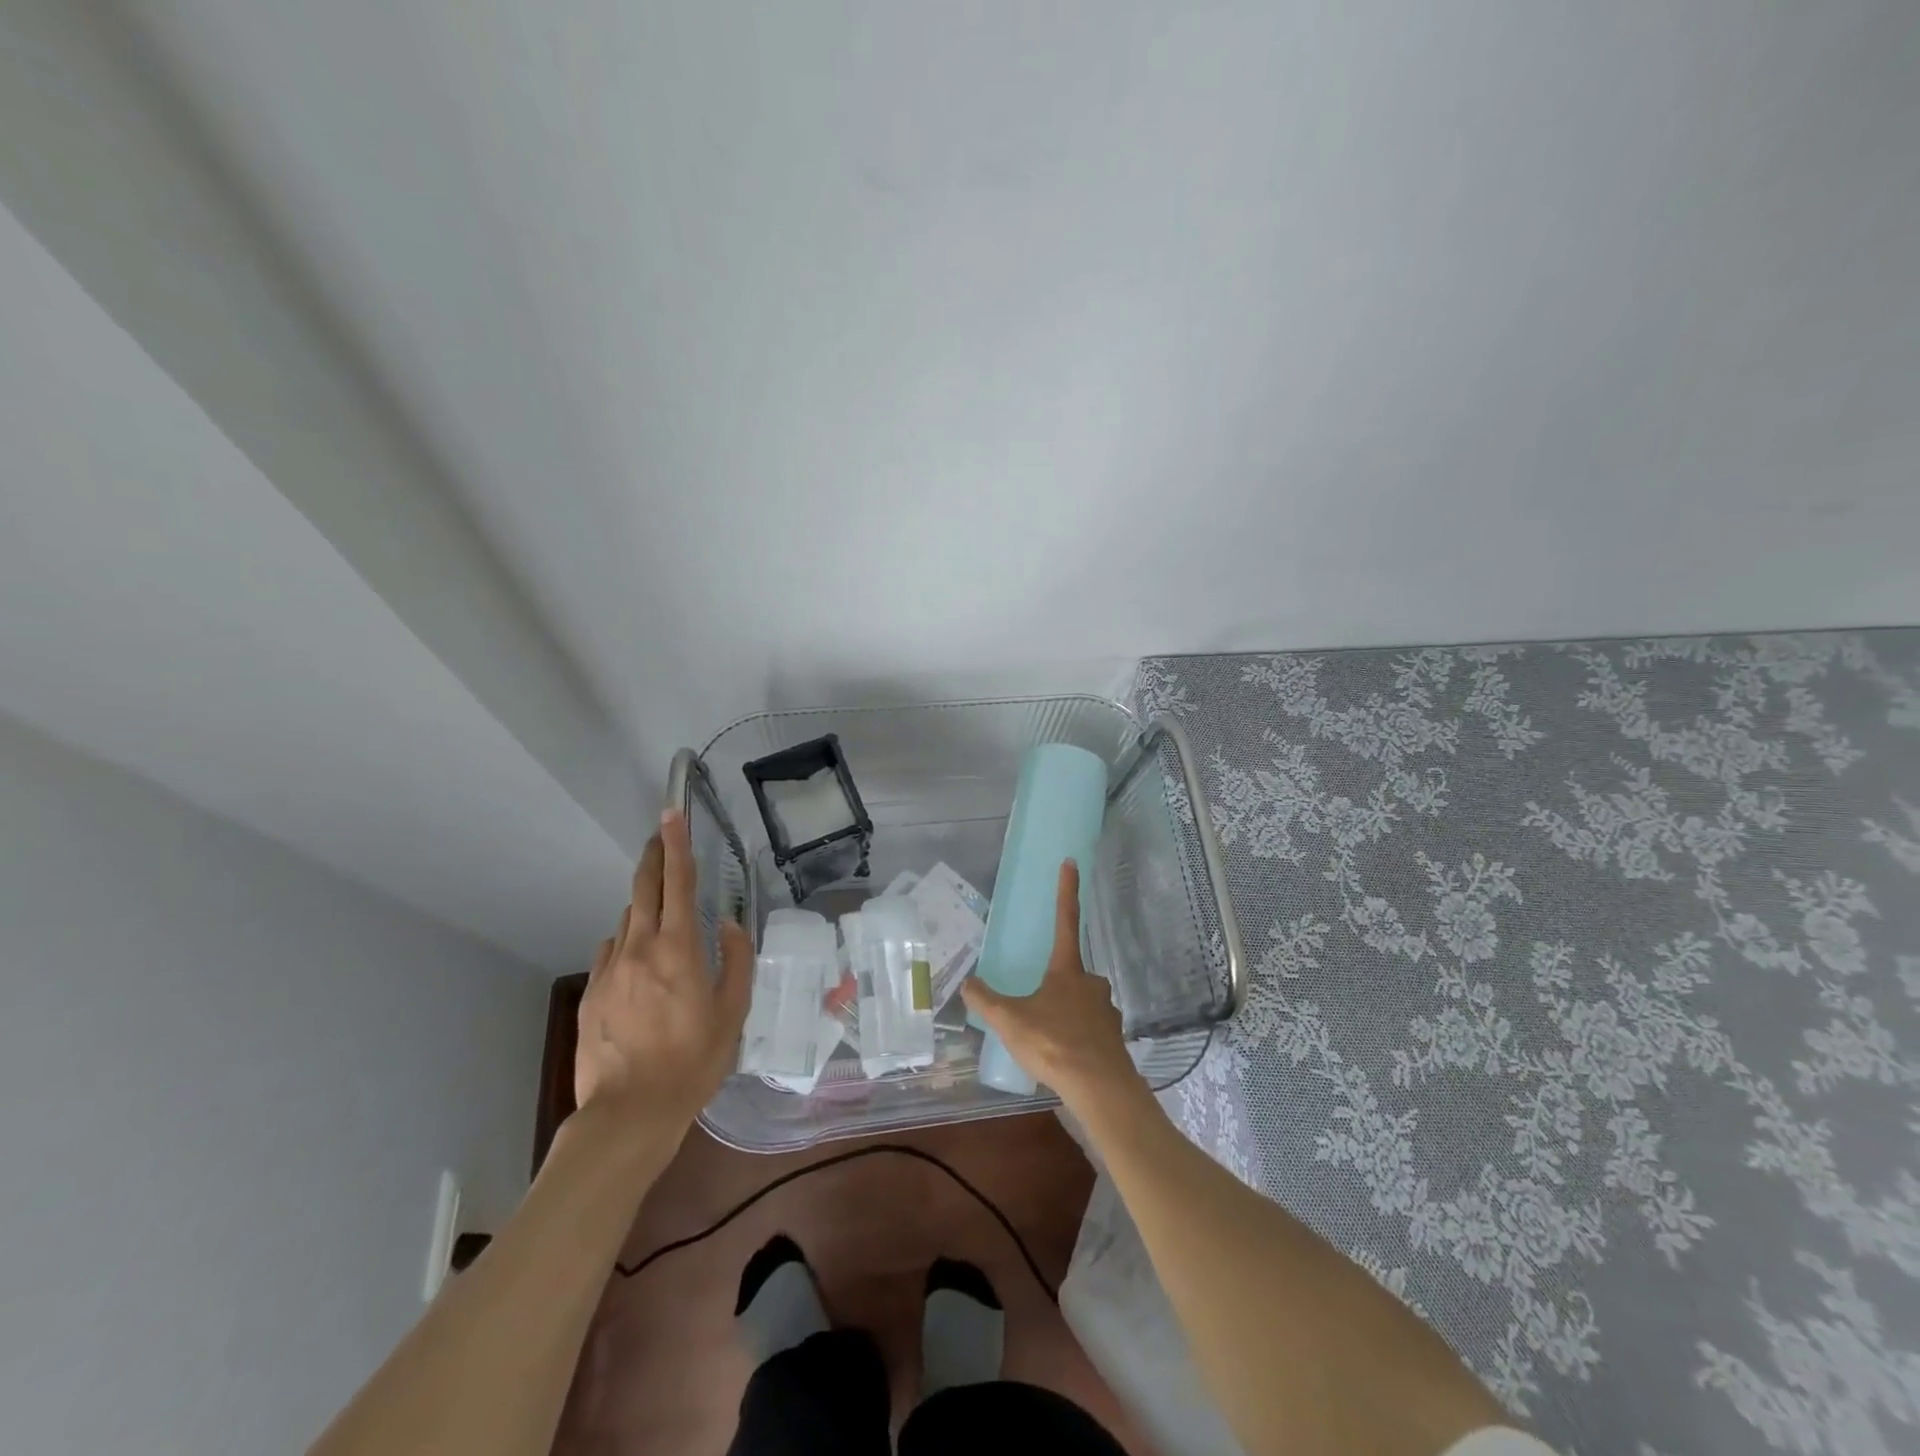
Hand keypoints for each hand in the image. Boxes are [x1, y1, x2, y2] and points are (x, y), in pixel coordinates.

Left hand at [574, 808, 752, 1126]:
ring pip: (627, 921)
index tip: (671, 814)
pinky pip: (611, 952)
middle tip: (660, 835)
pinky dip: (627, 943)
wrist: (629, 1112)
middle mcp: (640, 948)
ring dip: (644, 906)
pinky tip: (638, 962)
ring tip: (661, 914)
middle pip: (644, 889)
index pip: (678, 882)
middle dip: (654, 857)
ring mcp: (610, 969)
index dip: (676, 844)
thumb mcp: (733, 1012)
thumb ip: (737, 961)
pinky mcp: (591, 993)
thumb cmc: (693, 1061)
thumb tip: (733, 925)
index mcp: (679, 948)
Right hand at [961, 860, 1140, 1106]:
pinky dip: (1075, 1037)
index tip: (1071, 861)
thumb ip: (986, 1001)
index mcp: (1067, 970)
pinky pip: (1089, 1030)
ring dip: (1065, 1013)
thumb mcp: (1011, 1021)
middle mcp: (1091, 983)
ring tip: (1045, 1037)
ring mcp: (1106, 1011)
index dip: (1067, 890)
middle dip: (1054, 983)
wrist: (1101, 1088)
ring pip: (1081, 1003)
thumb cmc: (1054, 1044)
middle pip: (1071, 971)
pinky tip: (1062, 1056)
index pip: (1065, 919)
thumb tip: (967, 982)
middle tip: (1036, 1005)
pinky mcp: (1113, 1038)